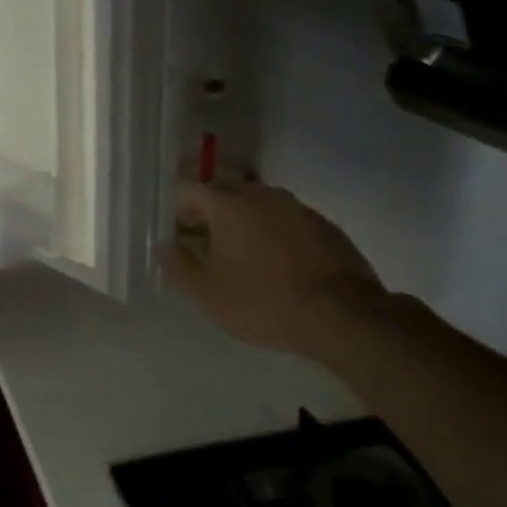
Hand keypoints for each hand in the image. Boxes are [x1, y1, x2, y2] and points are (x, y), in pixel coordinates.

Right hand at [160, 183, 388, 360]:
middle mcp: (262, 195)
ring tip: (242, 256)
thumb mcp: (207, 294)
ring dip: (244, 222)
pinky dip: (274, 233)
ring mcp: (297, 208)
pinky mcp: (325, 225)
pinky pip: (286, 220)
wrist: (343, 316)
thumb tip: (164, 247)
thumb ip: (178, 266)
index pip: (190, 190)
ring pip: (258, 204)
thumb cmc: (263, 302)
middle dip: (210, 213)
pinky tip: (277, 264)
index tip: (176, 234)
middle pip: (225, 192)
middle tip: (205, 244)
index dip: (177, 210)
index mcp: (228, 204)